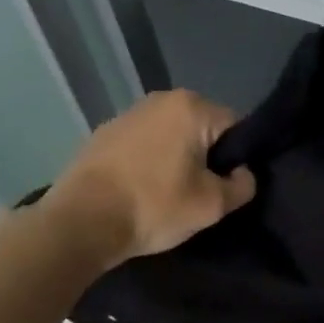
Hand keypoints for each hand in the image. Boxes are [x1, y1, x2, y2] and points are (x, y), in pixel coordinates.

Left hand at [47, 90, 256, 264]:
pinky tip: (142, 190)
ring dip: (178, 158)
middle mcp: (160, 99)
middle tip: (201, 193)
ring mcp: (128, 113)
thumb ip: (242, 185)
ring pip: (172, 135)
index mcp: (191, 107)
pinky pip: (144, 144)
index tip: (228, 186)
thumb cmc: (154, 207)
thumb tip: (243, 173)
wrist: (80, 222)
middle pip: (203, 128)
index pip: (236, 126)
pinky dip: (150, 161)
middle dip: (208, 156)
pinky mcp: (104, 133)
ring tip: (170, 194)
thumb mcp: (212, 205)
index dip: (239, 158)